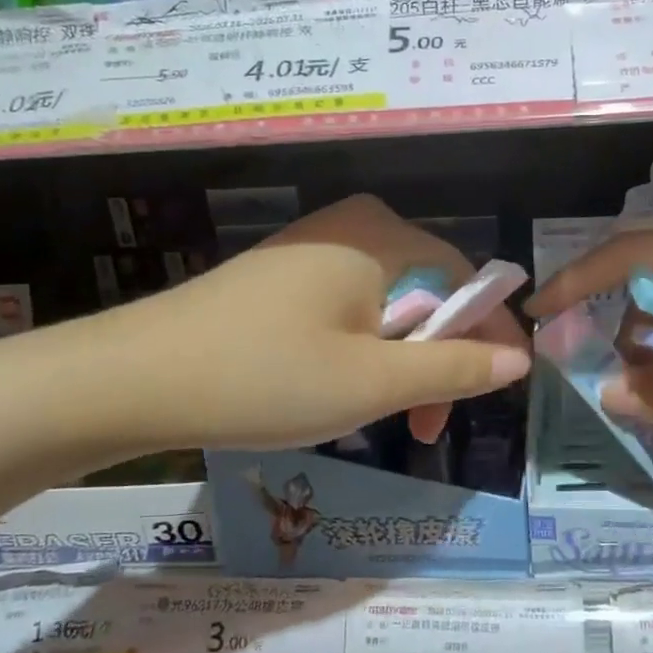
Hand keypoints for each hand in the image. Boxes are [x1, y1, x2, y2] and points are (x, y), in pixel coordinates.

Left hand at [67, 196, 529, 452]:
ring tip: (385, 418)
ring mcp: (312, 248)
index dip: (492, 334)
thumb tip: (519, 360)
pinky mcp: (283, 275)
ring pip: (388, 306)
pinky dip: (362, 351)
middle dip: (439, 360)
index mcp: (381, 236)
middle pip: (428, 292)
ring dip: (401, 363)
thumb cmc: (266, 377)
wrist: (133, 380)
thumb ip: (455, 369)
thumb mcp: (373, 382)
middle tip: (425, 425)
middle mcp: (352, 227)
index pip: (466, 278)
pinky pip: (349, 308)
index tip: (502, 389)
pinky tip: (341, 390)